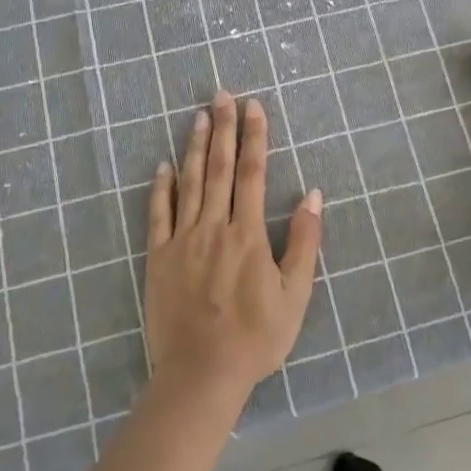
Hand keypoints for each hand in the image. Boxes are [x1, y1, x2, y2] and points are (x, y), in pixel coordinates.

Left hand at [144, 92, 323, 406]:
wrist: (200, 374)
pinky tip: (163, 166)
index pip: (252, 173)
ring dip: (195, 147)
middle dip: (223, 128)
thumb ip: (303, 242)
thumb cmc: (256, 337)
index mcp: (248, 234)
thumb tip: (312, 195)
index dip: (254, 136)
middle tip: (222, 95)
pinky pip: (158, 214)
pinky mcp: (158, 258)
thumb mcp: (295, 294)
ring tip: (197, 116)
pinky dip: (161, 188)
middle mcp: (214, 227)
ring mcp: (182, 241)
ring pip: (189, 183)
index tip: (254, 107)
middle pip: (219, 168)